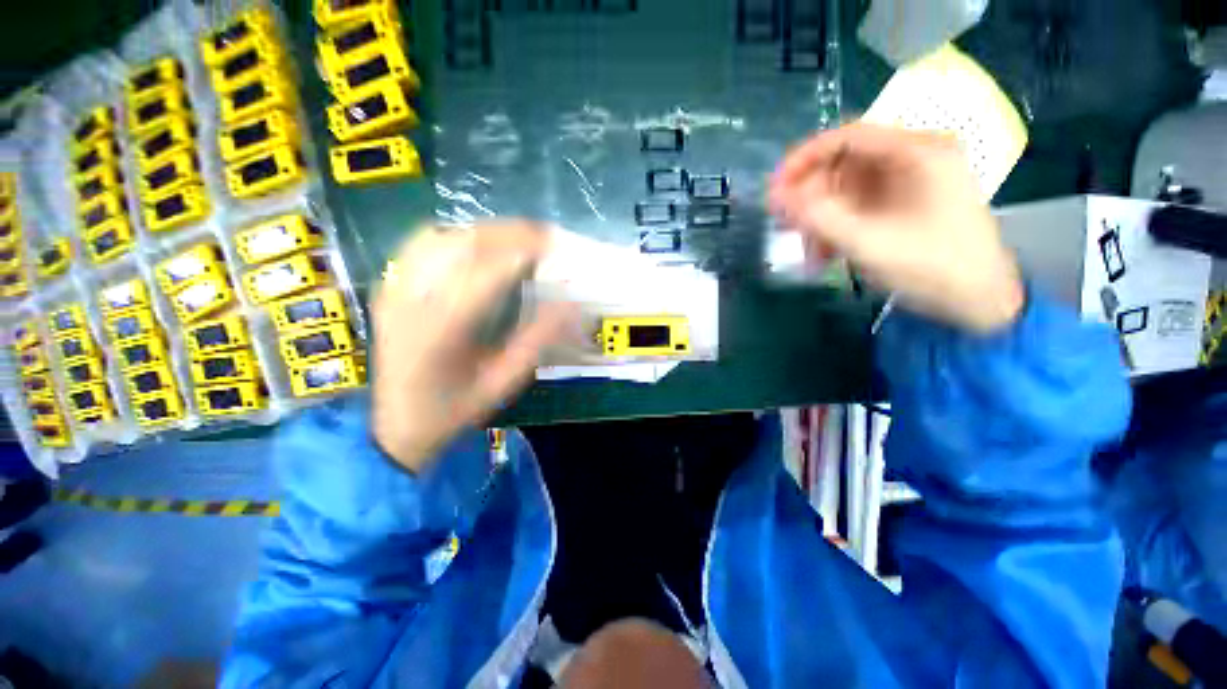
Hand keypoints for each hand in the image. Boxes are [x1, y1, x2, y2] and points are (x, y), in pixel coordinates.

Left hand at [371, 222, 574, 472]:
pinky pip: (422, 244)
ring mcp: (395, 288)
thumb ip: (537, 341)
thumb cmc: (455, 408)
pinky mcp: (390, 286)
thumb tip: (570, 304)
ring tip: (518, 238)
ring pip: (443, 236)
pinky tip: (478, 245)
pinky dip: (457, 235)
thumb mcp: (504, 382)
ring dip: (485, 231)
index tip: (555, 245)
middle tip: (544, 236)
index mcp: (442, 328)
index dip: (524, 250)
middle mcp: (412, 298)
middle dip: (509, 233)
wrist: (397, 424)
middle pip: (463, 244)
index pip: (487, 271)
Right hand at [769, 122, 1024, 331]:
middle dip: (810, 196)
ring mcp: (909, 182)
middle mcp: (914, 158)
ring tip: (807, 250)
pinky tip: (825, 254)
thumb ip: (818, 216)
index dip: (803, 159)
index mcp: (917, 152)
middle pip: (844, 164)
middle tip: (785, 225)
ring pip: (846, 189)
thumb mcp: (868, 242)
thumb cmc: (931, 267)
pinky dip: (836, 227)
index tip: (774, 188)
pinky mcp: (904, 204)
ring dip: (820, 218)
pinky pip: (858, 207)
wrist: (978, 301)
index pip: (847, 137)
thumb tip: (777, 197)